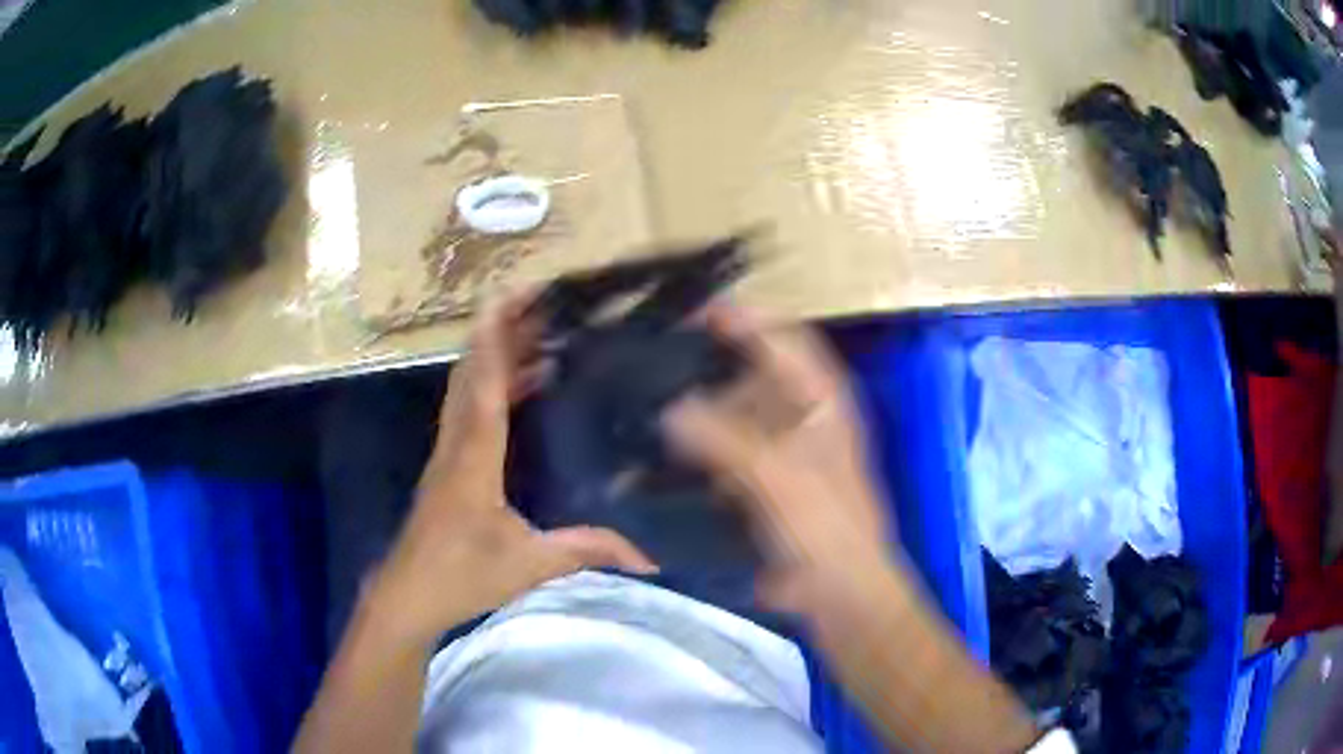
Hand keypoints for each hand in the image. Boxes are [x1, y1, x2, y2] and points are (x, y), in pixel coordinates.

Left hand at [367, 294, 656, 647]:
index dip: (497, 336)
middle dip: (499, 332)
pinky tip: (517, 391)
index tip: (513, 295)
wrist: (407, 595)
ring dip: (493, 356)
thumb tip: (648, 558)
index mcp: (474, 457)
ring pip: (465, 388)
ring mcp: (446, 454)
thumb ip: (587, 552)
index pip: (484, 383)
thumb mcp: (529, 565)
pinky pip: (467, 410)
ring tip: (533, 335)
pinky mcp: (446, 468)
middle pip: (472, 372)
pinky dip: (489, 387)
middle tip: (537, 304)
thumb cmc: (461, 576)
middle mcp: (456, 444)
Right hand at [662, 304, 896, 616]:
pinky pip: (721, 453)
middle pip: (751, 374)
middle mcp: (800, 416)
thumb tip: (670, 411)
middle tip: (655, 359)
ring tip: (646, 399)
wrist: (837, 593)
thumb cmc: (825, 527)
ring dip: (697, 409)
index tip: (693, 313)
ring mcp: (778, 451)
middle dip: (709, 365)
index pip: (783, 339)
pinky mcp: (759, 483)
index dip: (745, 319)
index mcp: (822, 400)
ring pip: (732, 414)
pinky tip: (659, 449)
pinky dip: (695, 448)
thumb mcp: (778, 477)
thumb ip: (724, 439)